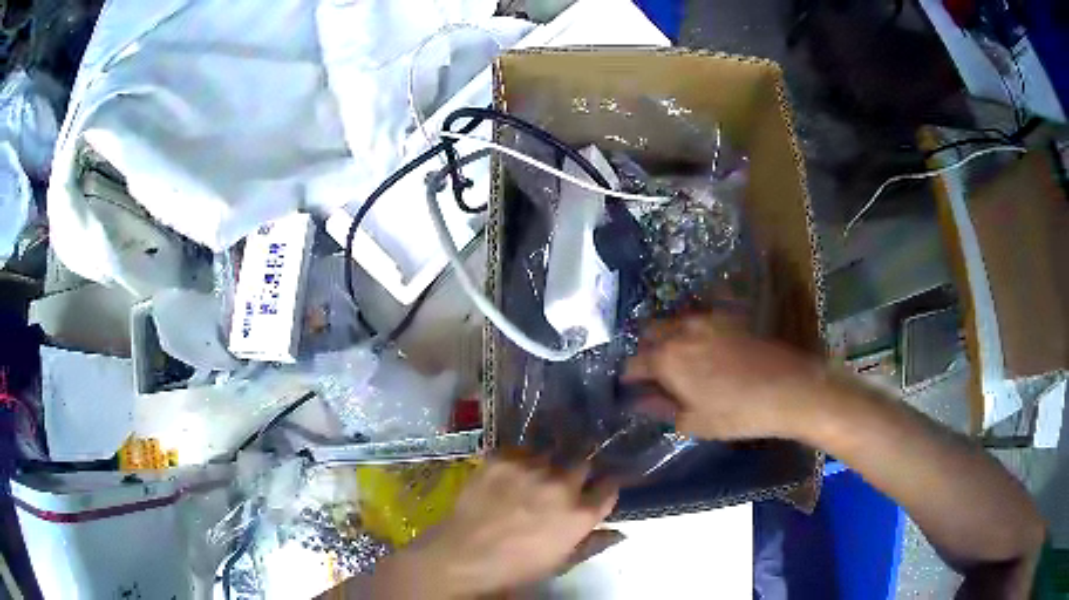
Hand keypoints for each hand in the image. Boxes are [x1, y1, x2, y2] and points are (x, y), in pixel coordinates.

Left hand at [374, 456, 618, 598]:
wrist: (464, 556)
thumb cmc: (515, 567)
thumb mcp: (561, 562)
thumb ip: (593, 542)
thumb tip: (619, 532)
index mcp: (581, 514)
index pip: (609, 486)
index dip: (603, 487)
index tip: (597, 489)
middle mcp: (561, 485)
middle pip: (582, 463)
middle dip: (576, 472)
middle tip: (560, 483)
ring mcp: (530, 468)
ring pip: (549, 454)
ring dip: (544, 465)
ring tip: (529, 478)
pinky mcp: (501, 458)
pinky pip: (518, 451)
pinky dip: (516, 461)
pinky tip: (507, 475)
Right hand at [623, 314, 827, 440]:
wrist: (788, 388)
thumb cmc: (737, 413)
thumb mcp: (694, 421)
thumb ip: (661, 408)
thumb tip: (640, 401)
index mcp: (666, 359)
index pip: (633, 363)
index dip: (629, 378)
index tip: (631, 389)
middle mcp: (681, 331)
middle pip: (650, 333)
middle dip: (646, 350)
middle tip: (654, 373)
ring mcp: (706, 319)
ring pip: (674, 322)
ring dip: (668, 337)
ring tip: (677, 360)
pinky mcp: (728, 317)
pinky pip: (699, 317)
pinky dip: (691, 329)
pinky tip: (702, 346)